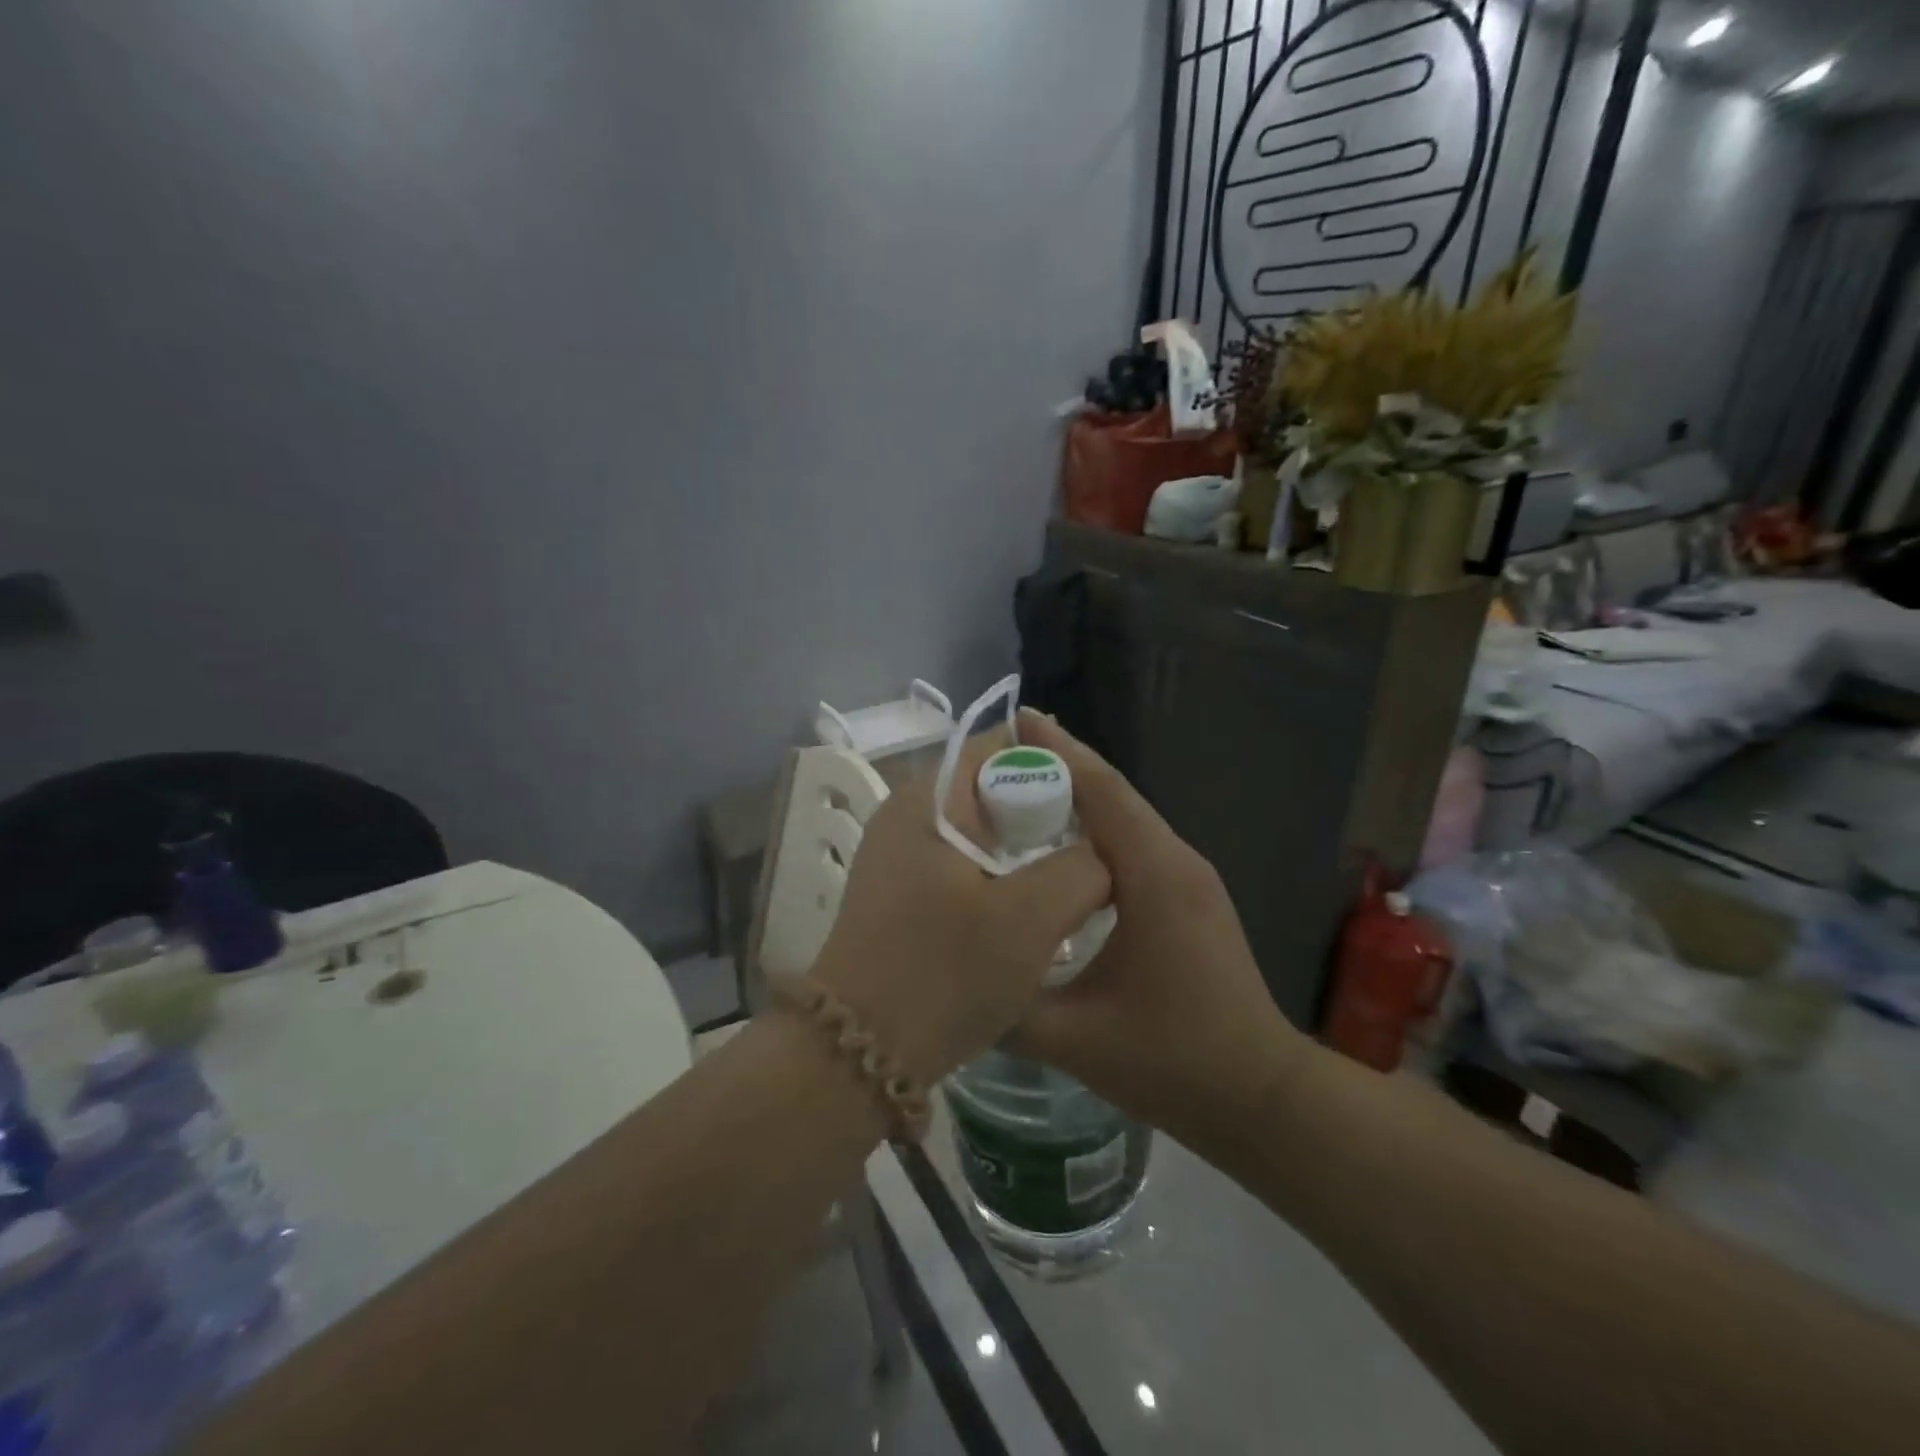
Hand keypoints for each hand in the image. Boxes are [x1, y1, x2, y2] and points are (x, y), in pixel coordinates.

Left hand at [811, 726, 1110, 1087]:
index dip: (1052, 766)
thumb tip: (1100, 857)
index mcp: (928, 801)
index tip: (1095, 806)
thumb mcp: (1030, 918)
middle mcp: (906, 817)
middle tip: (1092, 850)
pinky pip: (963, 866)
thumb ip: (1081, 869)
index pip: (998, 747)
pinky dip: (1000, 877)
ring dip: (1024, 852)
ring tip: (1070, 882)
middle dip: (1044, 813)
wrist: (858, 1052)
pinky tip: (1029, 912)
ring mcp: (898, 858)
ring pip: (979, 833)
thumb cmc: (943, 972)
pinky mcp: (901, 897)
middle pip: (989, 790)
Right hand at [1009, 713, 1306, 1149]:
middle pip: (1114, 794)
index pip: (1102, 791)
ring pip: (1126, 816)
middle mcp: (1176, 861)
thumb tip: (955, 973)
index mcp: (1154, 876)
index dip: (1057, 751)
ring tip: (1020, 788)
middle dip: (1061, 765)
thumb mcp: (1074, 1038)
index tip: (1015, 720)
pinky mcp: (1190, 896)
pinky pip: (1136, 843)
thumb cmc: (1173, 1061)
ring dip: (1079, 796)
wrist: (1261, 1096)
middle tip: (1001, 753)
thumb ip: (1007, 1004)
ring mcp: (1189, 877)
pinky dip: (1096, 828)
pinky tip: (1059, 844)